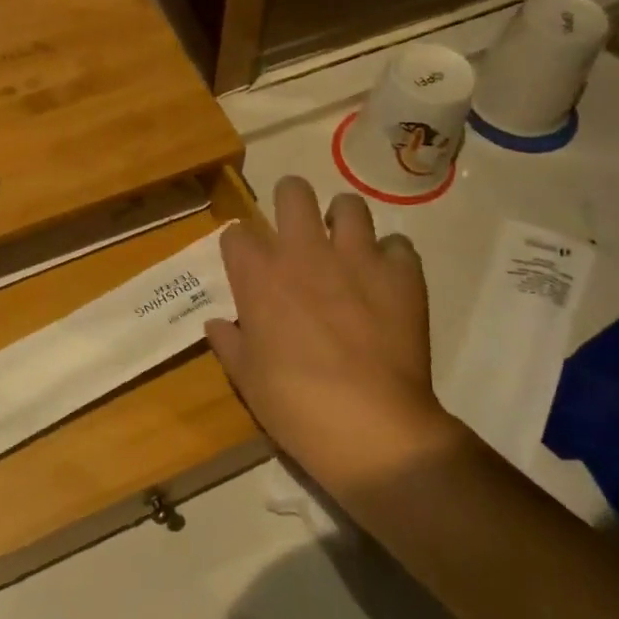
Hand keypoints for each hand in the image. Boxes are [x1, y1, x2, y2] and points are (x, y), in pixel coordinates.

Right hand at [206, 178, 458, 492]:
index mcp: (258, 275)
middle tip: (297, 229)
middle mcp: (304, 251)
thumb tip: (217, 324)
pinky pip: (398, 244)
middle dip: (290, 202)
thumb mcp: (246, 378)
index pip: (237, 233)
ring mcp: (356, 257)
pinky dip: (391, 258)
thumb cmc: (294, 405)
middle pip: (292, 192)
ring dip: (344, 221)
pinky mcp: (401, 273)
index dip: (240, 246)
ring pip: (349, 205)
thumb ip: (230, 342)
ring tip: (346, 245)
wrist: (370, 426)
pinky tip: (387, 281)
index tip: (247, 264)